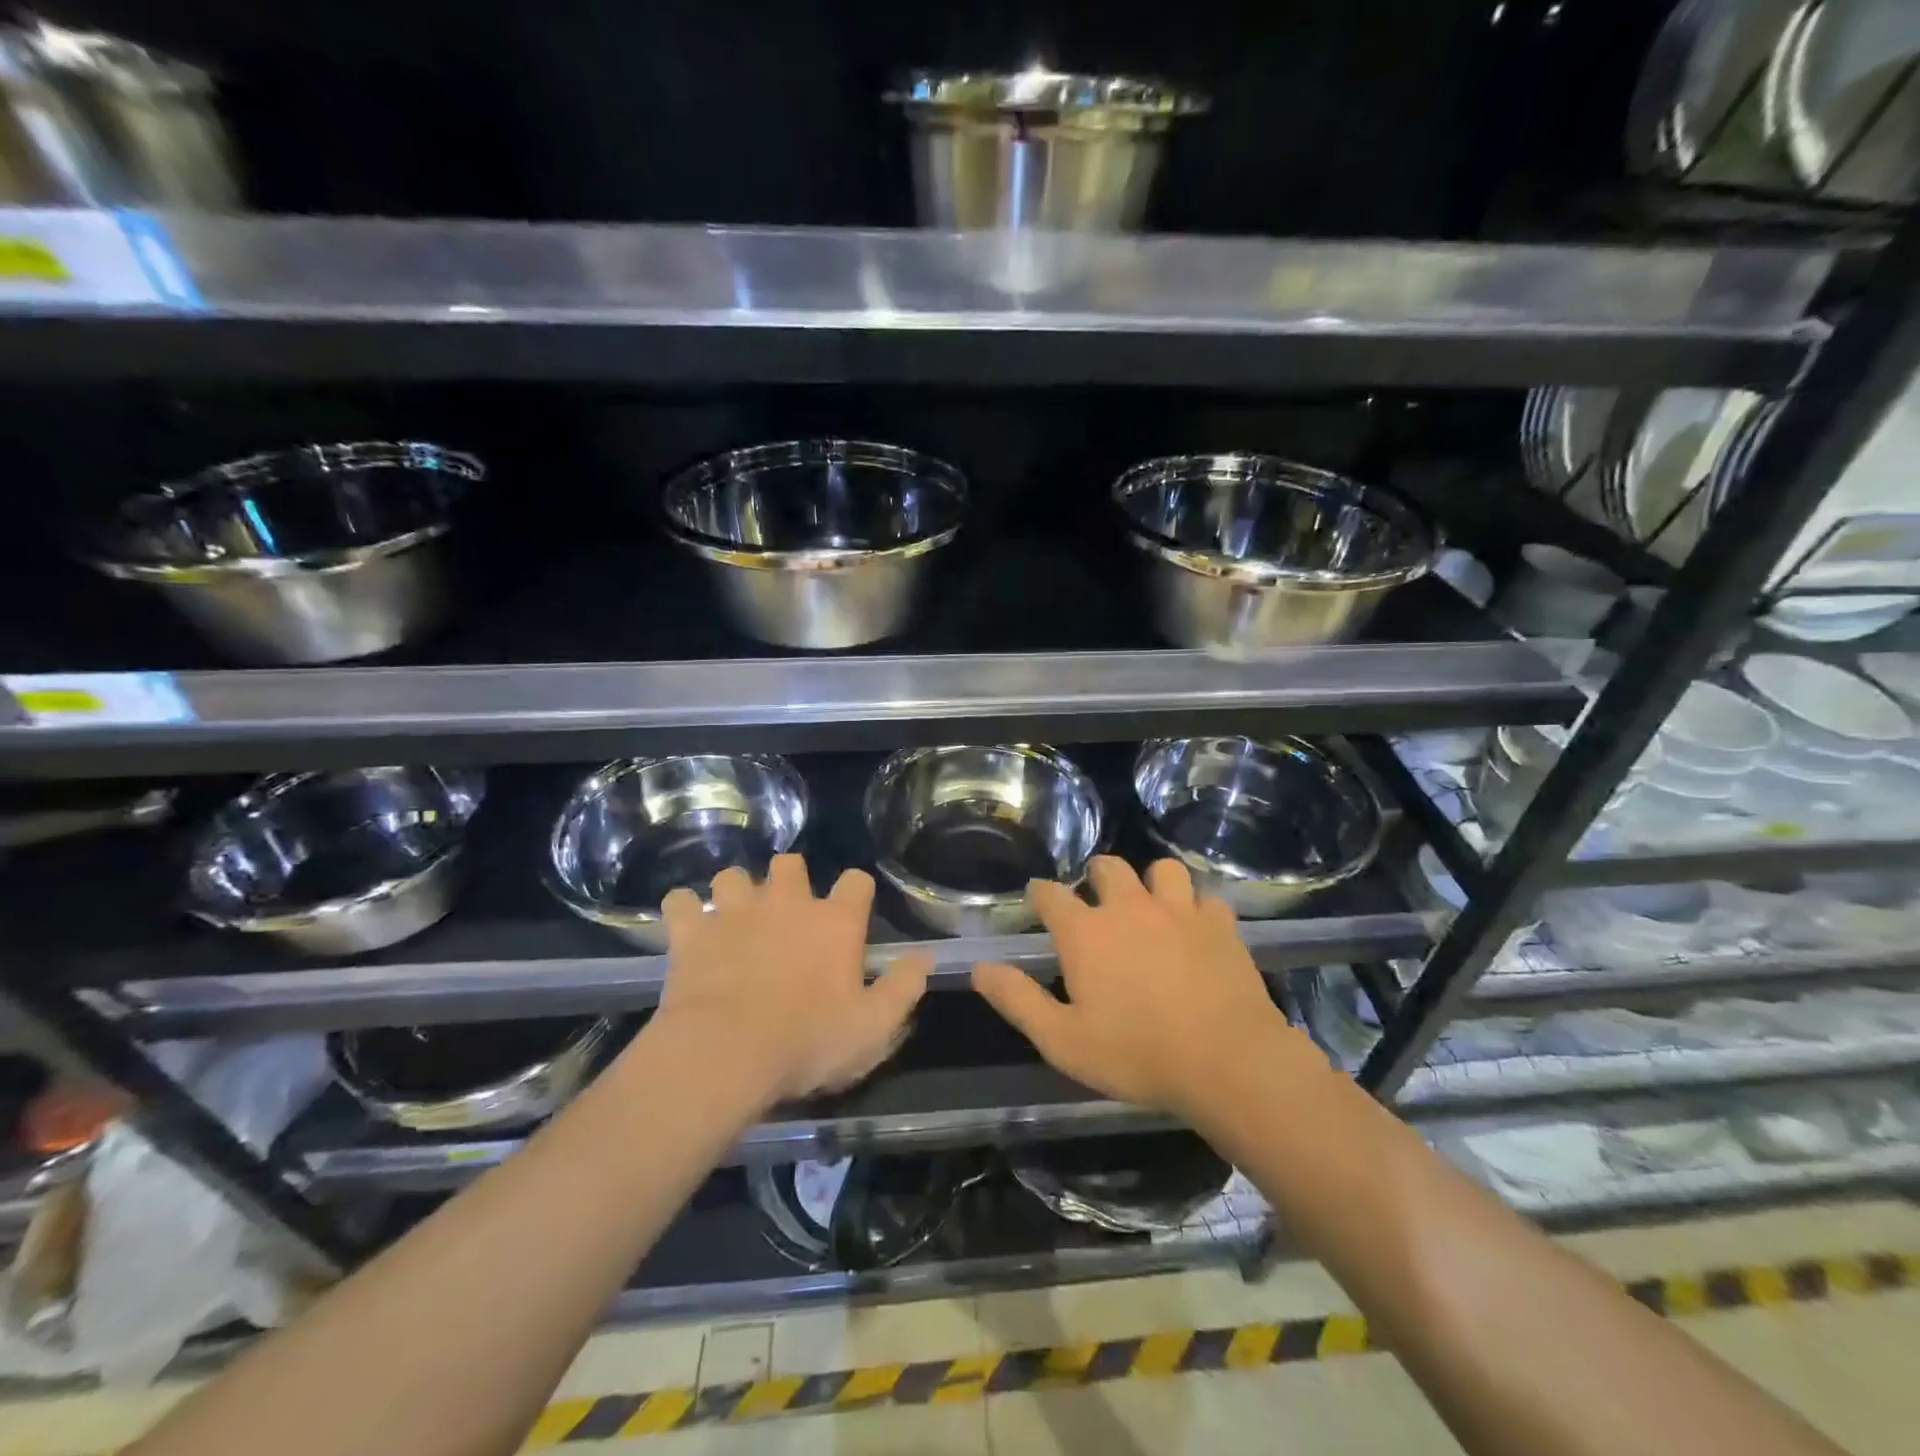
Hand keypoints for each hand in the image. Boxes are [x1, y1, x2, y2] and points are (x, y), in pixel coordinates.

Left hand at [651, 856, 929, 1103]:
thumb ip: (903, 987)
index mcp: (834, 921)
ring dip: (735, 893)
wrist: (725, 1054)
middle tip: (787, 915)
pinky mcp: (691, 930)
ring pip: (733, 875)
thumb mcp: (873, 1027)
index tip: (852, 915)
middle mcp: (786, 902)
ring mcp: (735, 911)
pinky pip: (680, 901)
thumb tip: (924, 958)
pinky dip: (684, 912)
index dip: (856, 893)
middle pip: (790, 864)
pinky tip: (687, 929)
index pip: (856, 881)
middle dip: (790, 880)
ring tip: (734, 921)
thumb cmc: (807, 1041)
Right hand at [971, 856, 1311, 1114]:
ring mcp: (1179, 911)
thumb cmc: (1137, 1054)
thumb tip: (979, 968)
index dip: (1040, 894)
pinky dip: (1197, 909)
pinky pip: (1206, 899)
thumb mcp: (1063, 1040)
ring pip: (1163, 869)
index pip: (1050, 894)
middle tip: (1096, 902)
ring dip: (1151, 883)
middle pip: (1107, 867)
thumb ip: (1018, 1000)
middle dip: (1096, 877)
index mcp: (1086, 932)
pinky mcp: (1220, 925)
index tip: (1038, 900)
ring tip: (1151, 907)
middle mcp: (1129, 907)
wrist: (1228, 1062)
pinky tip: (1197, 930)